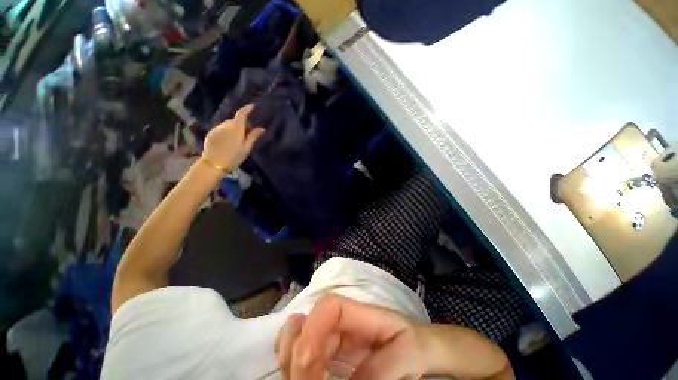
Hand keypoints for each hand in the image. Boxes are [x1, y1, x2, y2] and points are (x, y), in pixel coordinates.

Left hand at [202, 104, 264, 170]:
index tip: (252, 106)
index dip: (247, 109)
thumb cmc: (234, 157)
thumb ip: (253, 136)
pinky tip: (227, 142)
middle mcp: (225, 125)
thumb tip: (261, 128)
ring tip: (236, 140)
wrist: (214, 164)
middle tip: (246, 134)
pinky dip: (226, 132)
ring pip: (227, 124)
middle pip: (235, 120)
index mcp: (236, 128)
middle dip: (241, 124)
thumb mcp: (246, 148)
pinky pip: (221, 129)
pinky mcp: (211, 132)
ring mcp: (217, 128)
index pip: (242, 114)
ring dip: (233, 128)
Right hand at [275, 295, 429, 379]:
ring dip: (290, 357)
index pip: (328, 306)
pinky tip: (298, 376)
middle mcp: (341, 321)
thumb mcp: (406, 353)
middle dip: (298, 353)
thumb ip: (380, 369)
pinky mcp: (331, 351)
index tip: (309, 361)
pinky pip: (304, 349)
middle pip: (308, 323)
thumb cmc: (414, 343)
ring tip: (297, 379)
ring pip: (299, 335)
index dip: (313, 327)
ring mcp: (334, 335)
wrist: (419, 345)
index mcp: (358, 313)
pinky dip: (293, 362)